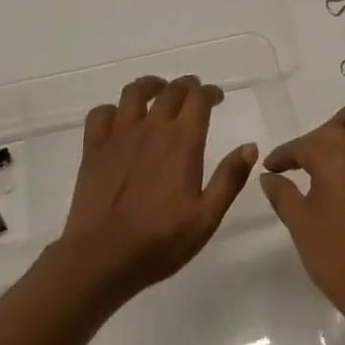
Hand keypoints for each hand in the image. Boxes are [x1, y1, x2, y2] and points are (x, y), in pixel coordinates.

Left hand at [55, 74, 258, 302]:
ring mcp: (120, 135)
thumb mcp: (207, 217)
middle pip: (171, 90)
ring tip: (158, 93)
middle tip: (193, 95)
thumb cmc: (160, 241)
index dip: (210, 92)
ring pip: (135, 92)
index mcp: (183, 141)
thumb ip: (230, 178)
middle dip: (186, 87)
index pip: (199, 98)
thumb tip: (250, 147)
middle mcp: (153, 128)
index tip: (217, 98)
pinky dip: (113, 109)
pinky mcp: (94, 148)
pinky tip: (119, 120)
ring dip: (150, 86)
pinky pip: (101, 113)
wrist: (101, 258)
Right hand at [260, 102, 344, 333]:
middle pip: (342, 123)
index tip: (271, 167)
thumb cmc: (335, 251)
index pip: (303, 145)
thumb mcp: (300, 221)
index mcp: (336, 153)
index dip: (284, 155)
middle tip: (305, 157)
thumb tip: (269, 177)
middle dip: (320, 133)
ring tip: (341, 144)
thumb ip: (282, 193)